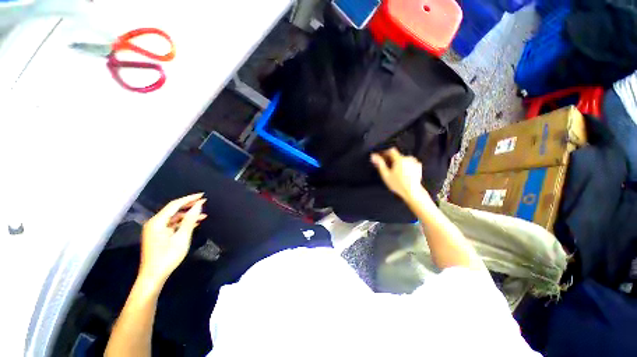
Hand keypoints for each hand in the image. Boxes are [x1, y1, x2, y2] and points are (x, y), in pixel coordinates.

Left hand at [139, 193, 206, 284]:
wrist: (153, 276)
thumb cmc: (168, 257)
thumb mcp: (182, 237)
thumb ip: (190, 219)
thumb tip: (199, 205)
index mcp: (157, 222)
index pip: (175, 204)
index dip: (189, 198)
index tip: (202, 195)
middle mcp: (154, 223)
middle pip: (173, 210)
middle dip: (189, 206)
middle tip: (204, 202)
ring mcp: (155, 229)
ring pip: (174, 217)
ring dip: (188, 215)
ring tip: (203, 215)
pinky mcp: (158, 235)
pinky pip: (172, 224)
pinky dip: (183, 223)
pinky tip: (194, 223)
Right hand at [371, 148, 423, 200]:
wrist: (412, 192)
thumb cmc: (399, 185)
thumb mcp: (385, 175)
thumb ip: (379, 164)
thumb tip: (373, 156)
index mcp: (400, 159)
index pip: (391, 150)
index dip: (384, 153)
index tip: (381, 157)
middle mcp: (408, 159)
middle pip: (396, 155)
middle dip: (390, 159)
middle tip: (385, 166)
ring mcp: (414, 162)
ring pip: (402, 159)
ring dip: (397, 162)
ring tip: (393, 171)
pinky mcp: (418, 167)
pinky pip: (408, 163)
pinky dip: (404, 165)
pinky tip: (401, 173)